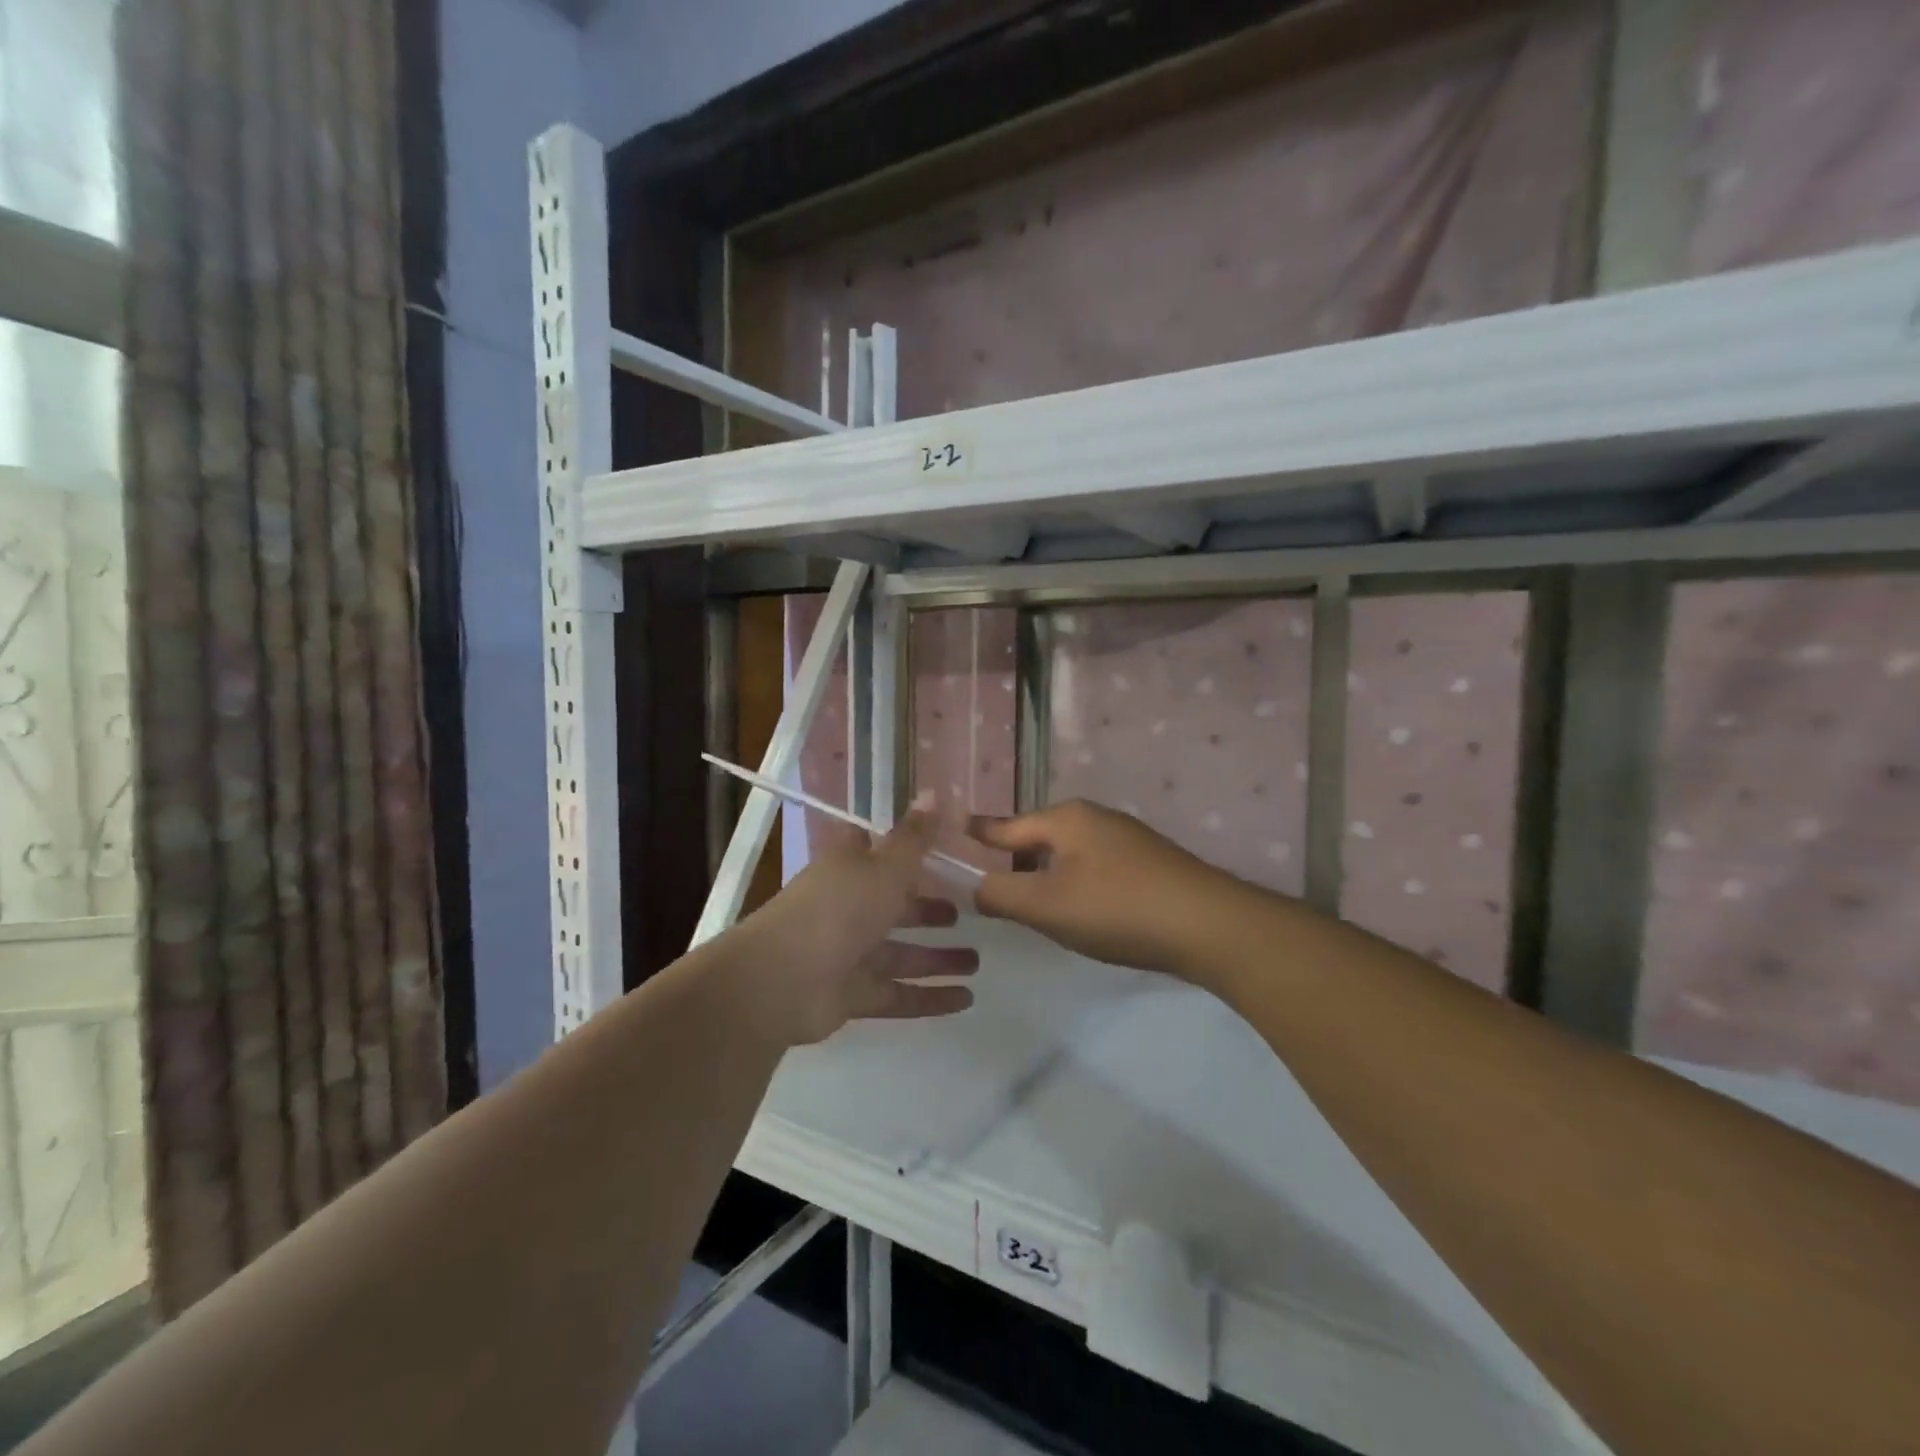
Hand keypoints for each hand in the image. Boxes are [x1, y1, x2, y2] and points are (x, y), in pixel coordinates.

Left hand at [719, 799, 978, 1047]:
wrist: (781, 981)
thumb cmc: (838, 908)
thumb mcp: (885, 866)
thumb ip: (915, 837)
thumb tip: (935, 791)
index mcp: (850, 867)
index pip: (875, 848)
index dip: (904, 846)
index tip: (942, 848)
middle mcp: (849, 906)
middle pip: (894, 905)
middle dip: (928, 909)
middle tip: (966, 911)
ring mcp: (849, 952)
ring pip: (901, 953)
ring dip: (937, 958)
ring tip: (976, 961)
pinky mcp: (853, 994)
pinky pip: (899, 994)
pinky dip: (930, 997)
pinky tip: (966, 999)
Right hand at [970, 800, 1247, 978]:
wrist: (1209, 926)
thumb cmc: (1117, 908)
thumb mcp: (1046, 905)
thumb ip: (1001, 893)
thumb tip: (976, 887)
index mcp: (1066, 818)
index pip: (1006, 826)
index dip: (978, 834)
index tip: (954, 831)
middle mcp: (1096, 818)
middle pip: (1039, 838)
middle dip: (1015, 863)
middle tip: (994, 893)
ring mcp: (1127, 839)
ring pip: (1069, 856)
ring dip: (1048, 878)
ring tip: (1036, 910)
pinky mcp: (1149, 863)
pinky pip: (1096, 869)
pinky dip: (1078, 887)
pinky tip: (1085, 915)